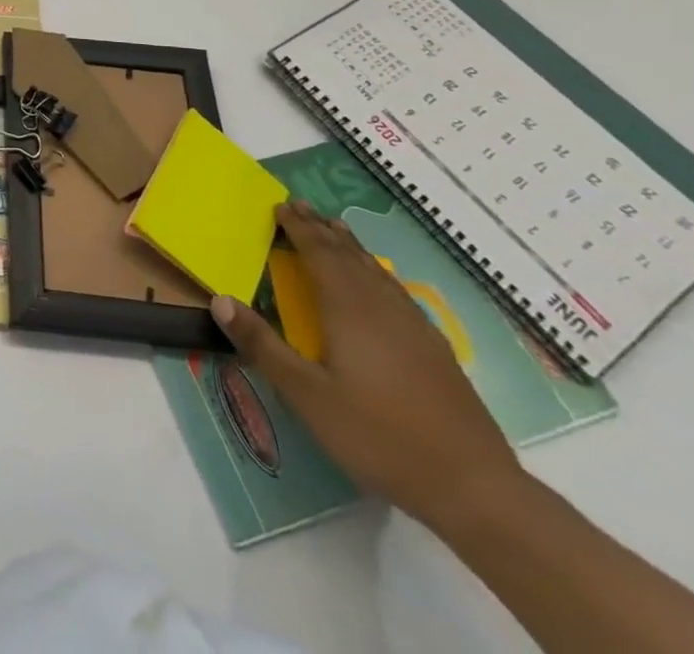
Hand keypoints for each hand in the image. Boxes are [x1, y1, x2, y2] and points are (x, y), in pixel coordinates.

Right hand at [209, 201, 521, 530]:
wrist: (475, 487)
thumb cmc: (378, 436)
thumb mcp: (307, 395)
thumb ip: (262, 345)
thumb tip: (218, 299)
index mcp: (348, 309)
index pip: (319, 253)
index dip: (298, 228)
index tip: (280, 206)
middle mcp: (381, 306)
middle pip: (348, 255)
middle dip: (322, 228)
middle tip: (300, 205)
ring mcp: (414, 327)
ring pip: (376, 270)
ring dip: (351, 246)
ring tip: (336, 229)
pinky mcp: (435, 349)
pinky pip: (395, 291)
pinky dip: (376, 272)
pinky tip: (379, 283)